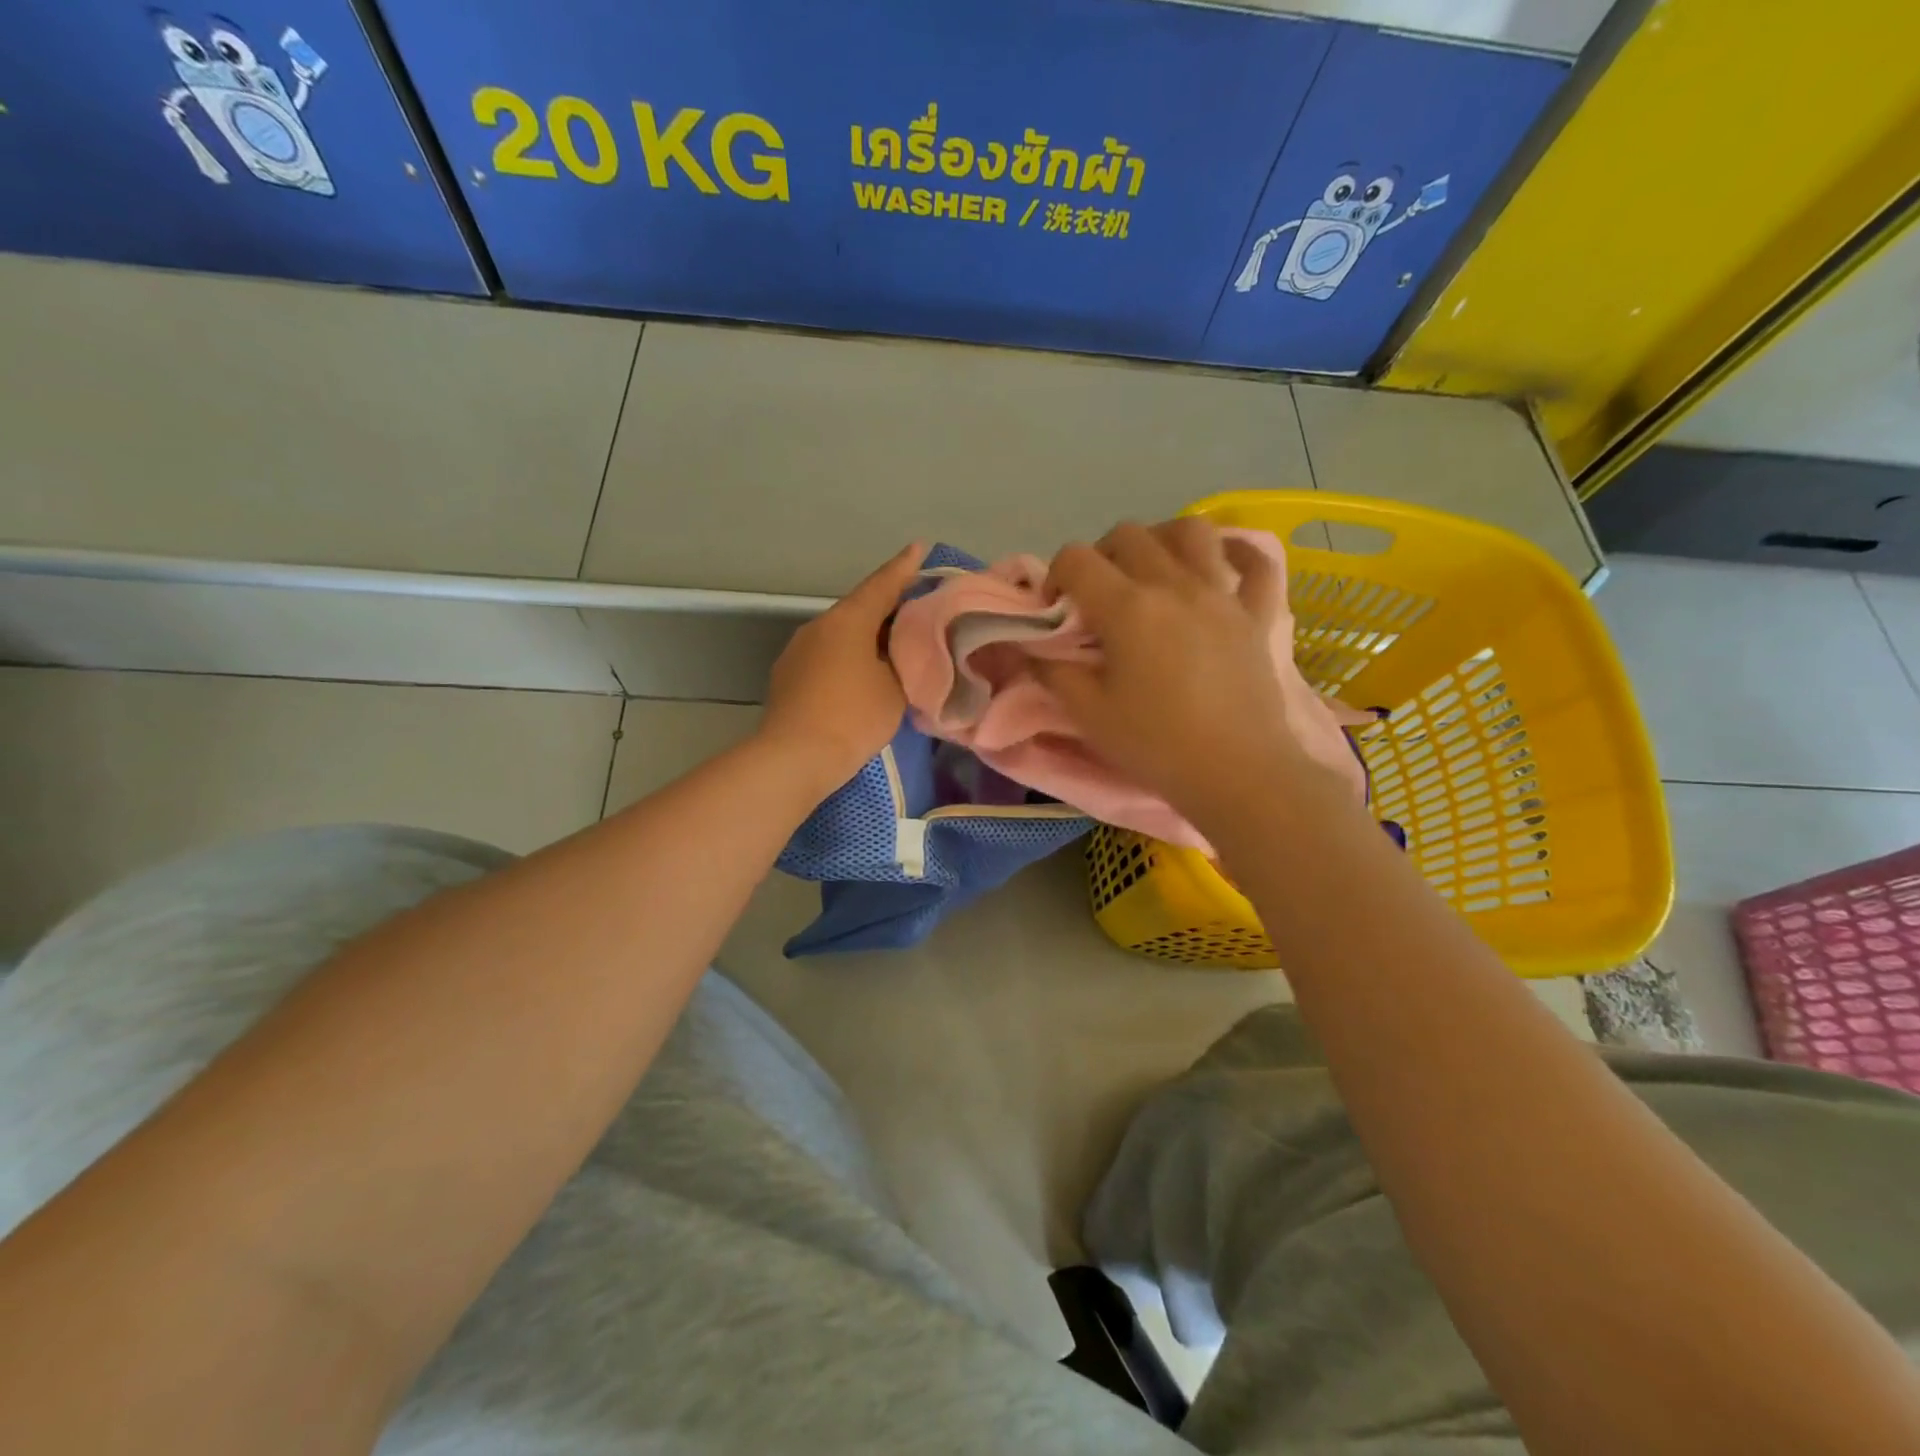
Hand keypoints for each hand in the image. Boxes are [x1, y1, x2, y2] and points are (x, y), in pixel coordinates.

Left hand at [758, 543, 924, 791]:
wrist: (795, 757)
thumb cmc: (853, 717)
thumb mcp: (895, 688)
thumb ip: (903, 660)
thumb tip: (901, 649)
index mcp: (848, 620)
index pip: (882, 585)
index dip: (904, 568)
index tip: (919, 548)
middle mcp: (818, 626)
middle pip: (860, 608)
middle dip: (887, 606)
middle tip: (917, 607)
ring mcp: (798, 651)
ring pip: (841, 633)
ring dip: (866, 635)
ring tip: (892, 645)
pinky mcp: (788, 676)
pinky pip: (827, 655)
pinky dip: (848, 656)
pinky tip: (861, 673)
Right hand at [1037, 519, 1310, 821]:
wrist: (1236, 774)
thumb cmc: (1155, 745)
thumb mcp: (1087, 713)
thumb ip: (1052, 670)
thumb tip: (1032, 646)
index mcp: (1127, 607)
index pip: (1076, 559)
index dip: (1056, 576)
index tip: (1057, 611)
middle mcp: (1174, 584)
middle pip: (1128, 535)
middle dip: (1102, 556)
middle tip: (1099, 597)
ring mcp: (1222, 594)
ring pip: (1191, 530)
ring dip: (1162, 540)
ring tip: (1153, 572)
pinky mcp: (1258, 613)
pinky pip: (1257, 562)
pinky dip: (1237, 553)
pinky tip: (1221, 564)